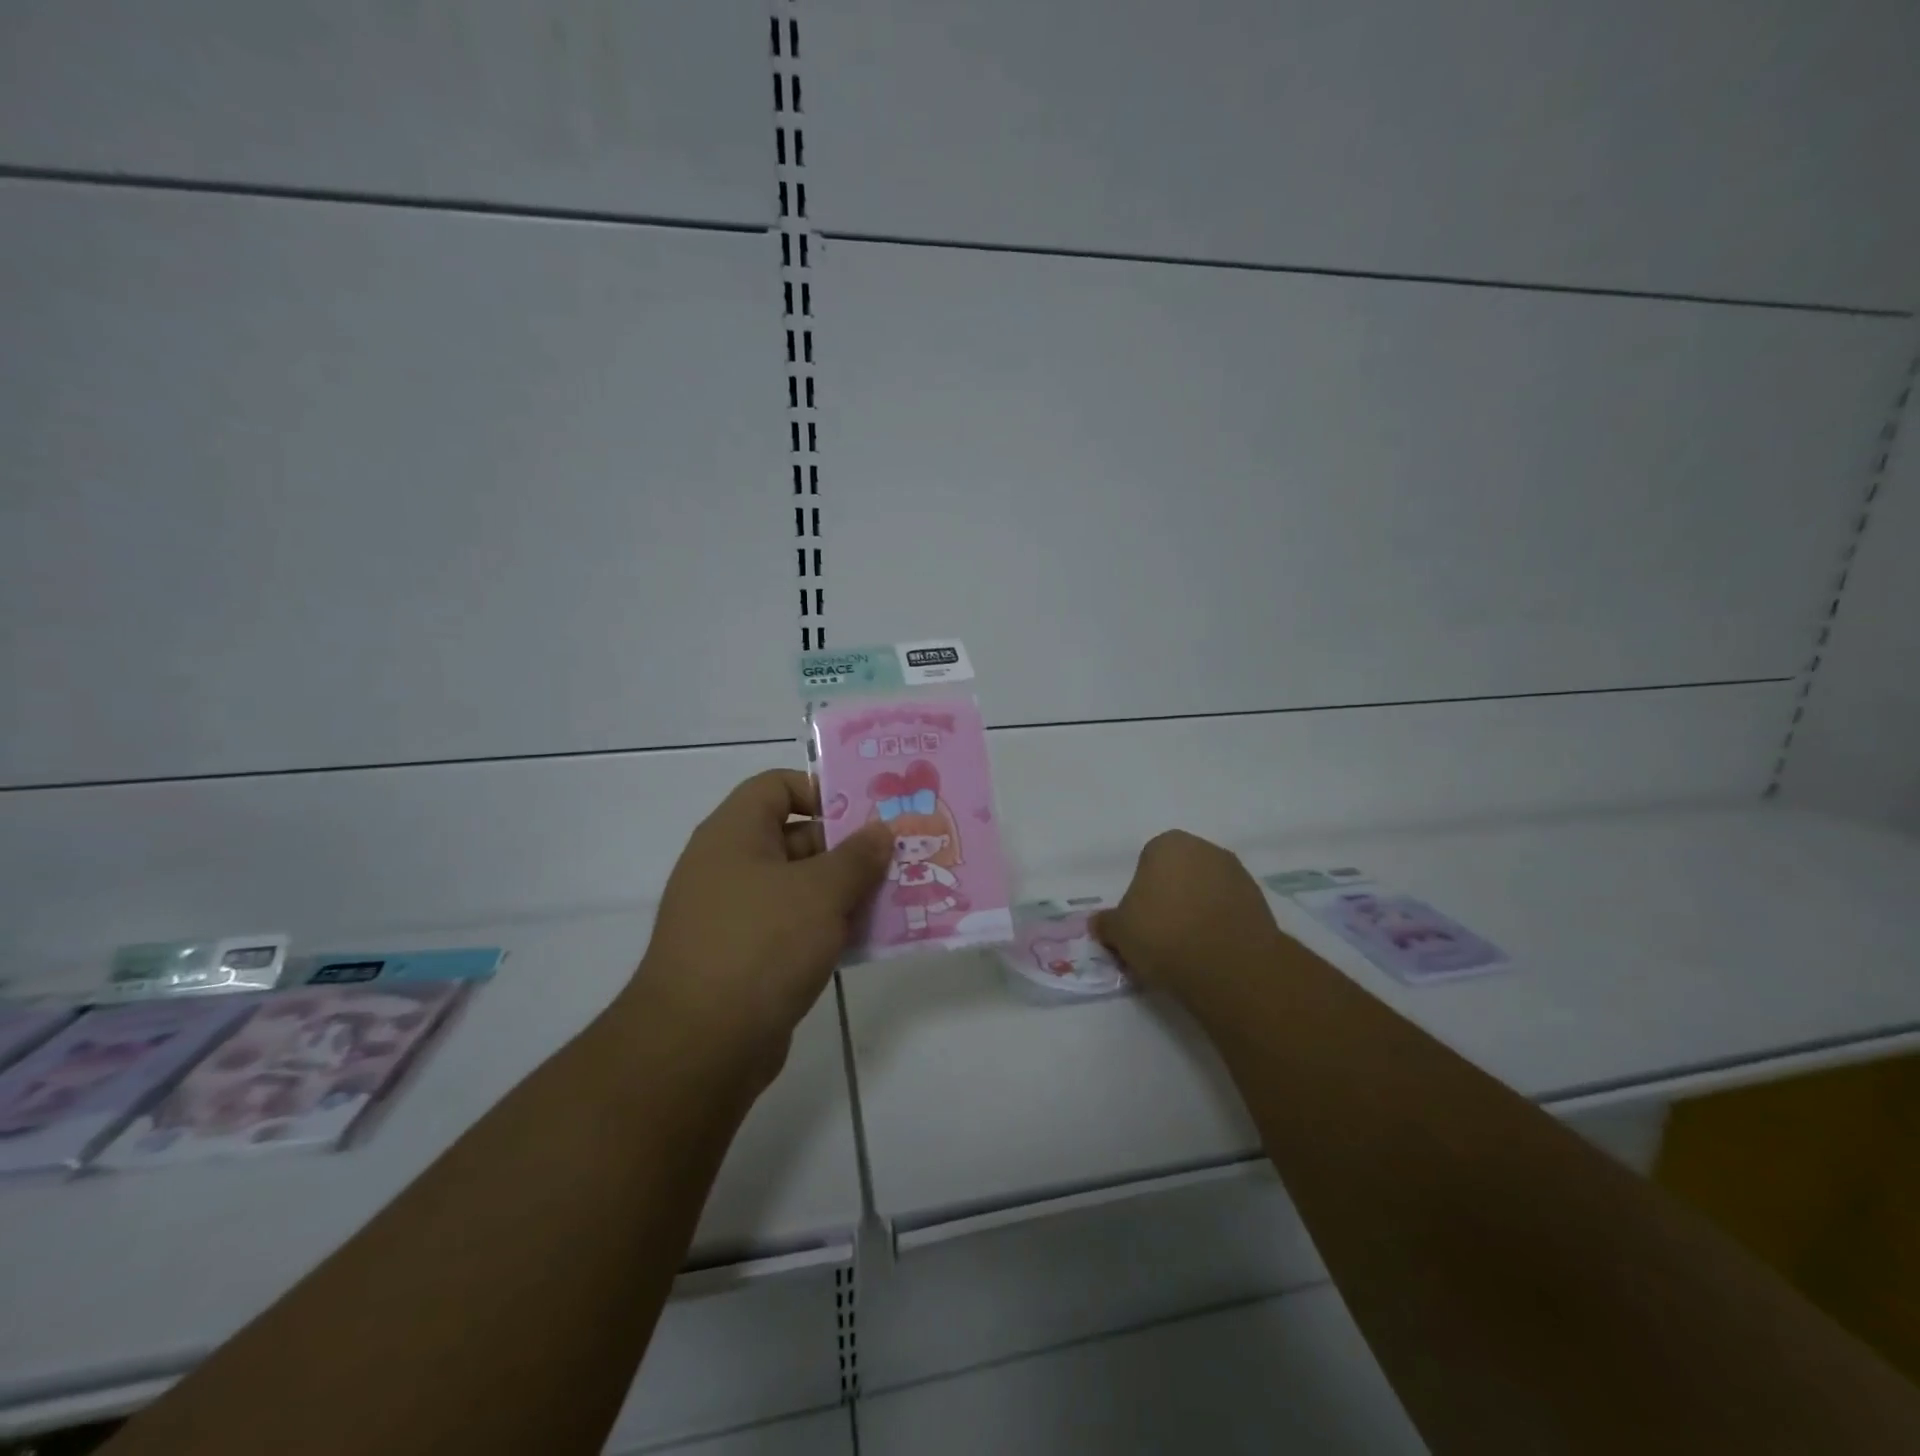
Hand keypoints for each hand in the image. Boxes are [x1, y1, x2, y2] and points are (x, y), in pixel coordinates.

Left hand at [620, 770, 893, 1085]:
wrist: (699, 1046)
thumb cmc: (760, 945)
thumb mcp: (820, 892)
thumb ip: (857, 856)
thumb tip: (879, 831)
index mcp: (735, 834)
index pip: (778, 786)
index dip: (822, 791)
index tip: (866, 815)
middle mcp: (730, 866)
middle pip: (796, 837)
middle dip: (848, 848)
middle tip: (898, 856)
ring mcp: (736, 915)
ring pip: (800, 888)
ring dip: (845, 892)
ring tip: (897, 896)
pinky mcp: (746, 959)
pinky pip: (794, 928)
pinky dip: (828, 929)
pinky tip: (869, 940)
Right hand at [1091, 830, 1283, 1001]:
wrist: (1228, 965)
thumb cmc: (1163, 934)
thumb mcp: (1119, 932)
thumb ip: (1107, 923)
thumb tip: (1099, 923)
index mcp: (1167, 844)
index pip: (1148, 861)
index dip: (1142, 891)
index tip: (1140, 919)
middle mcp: (1205, 849)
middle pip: (1181, 871)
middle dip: (1172, 895)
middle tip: (1161, 932)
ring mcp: (1237, 873)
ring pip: (1207, 890)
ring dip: (1198, 909)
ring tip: (1188, 946)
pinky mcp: (1261, 902)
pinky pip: (1229, 910)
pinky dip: (1221, 924)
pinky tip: (1212, 951)